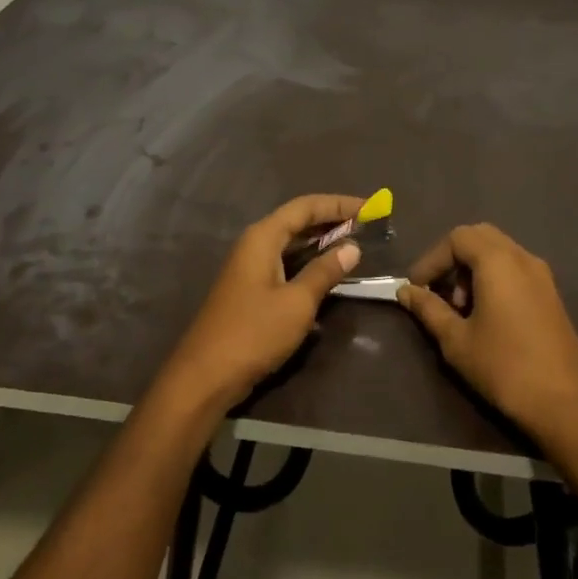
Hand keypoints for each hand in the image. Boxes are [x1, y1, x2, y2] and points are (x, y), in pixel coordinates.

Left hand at [158, 194, 364, 413]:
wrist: (206, 375)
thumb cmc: (253, 332)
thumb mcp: (297, 303)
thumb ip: (324, 272)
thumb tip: (352, 248)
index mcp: (263, 237)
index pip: (305, 207)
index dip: (339, 204)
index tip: (371, 207)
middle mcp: (254, 244)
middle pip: (297, 220)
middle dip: (332, 219)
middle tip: (368, 224)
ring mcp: (250, 267)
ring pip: (291, 243)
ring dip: (322, 241)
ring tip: (355, 244)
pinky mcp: (251, 289)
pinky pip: (285, 263)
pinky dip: (309, 262)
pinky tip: (328, 273)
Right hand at [398, 224, 577, 441]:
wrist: (565, 404)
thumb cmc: (504, 367)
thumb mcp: (456, 340)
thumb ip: (429, 309)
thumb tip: (405, 291)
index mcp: (498, 262)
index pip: (457, 238)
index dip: (431, 259)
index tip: (416, 288)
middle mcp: (523, 258)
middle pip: (480, 237)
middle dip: (453, 259)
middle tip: (439, 291)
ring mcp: (542, 275)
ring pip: (499, 252)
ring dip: (474, 269)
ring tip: (461, 308)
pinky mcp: (551, 294)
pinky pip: (516, 269)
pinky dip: (494, 278)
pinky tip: (487, 315)